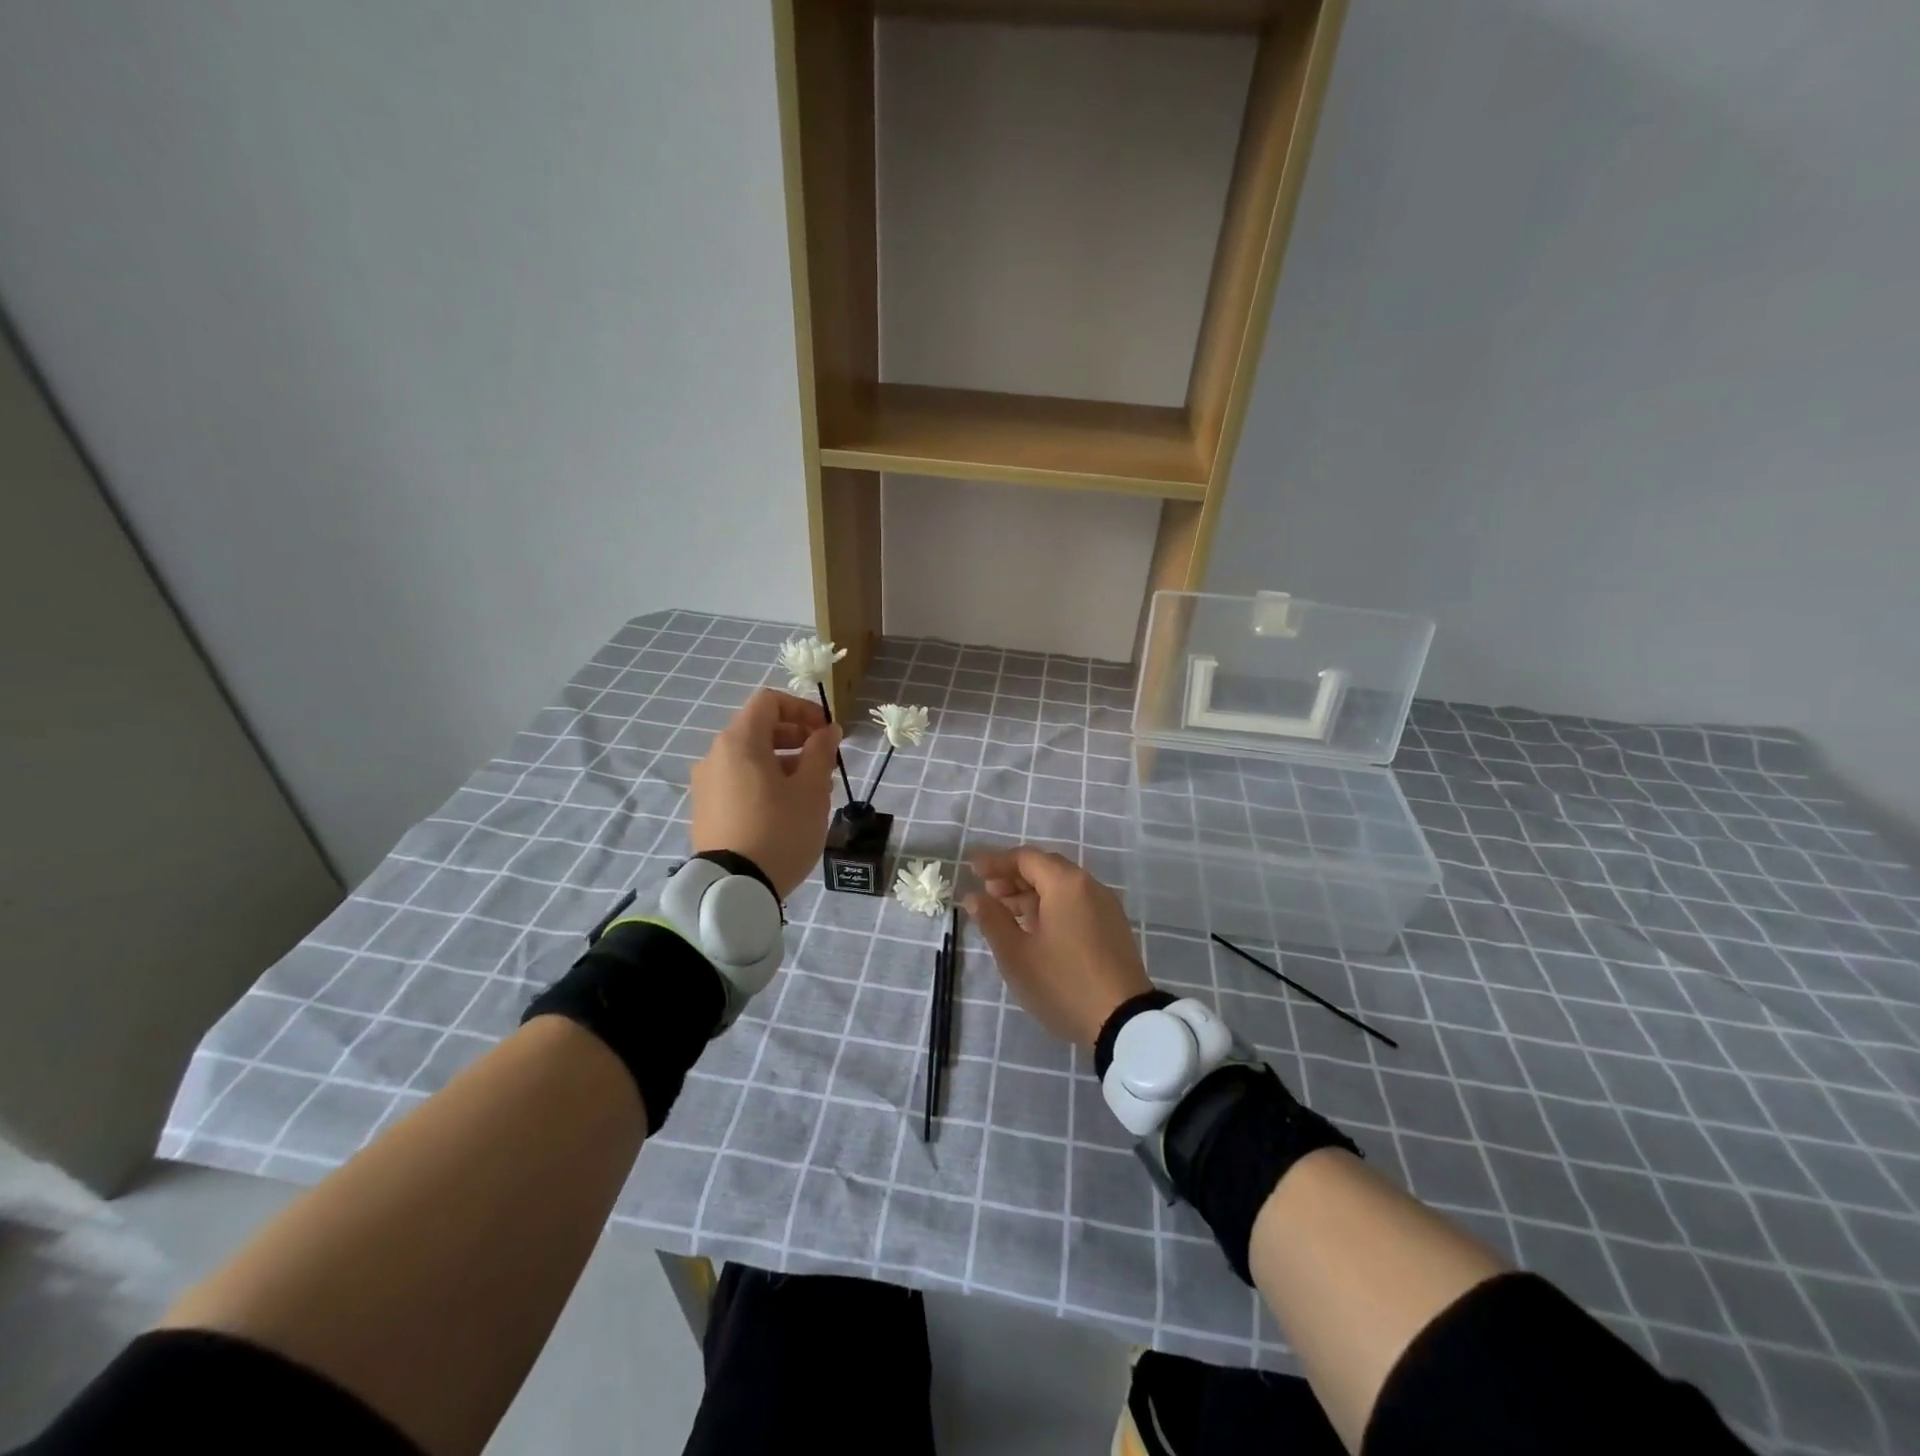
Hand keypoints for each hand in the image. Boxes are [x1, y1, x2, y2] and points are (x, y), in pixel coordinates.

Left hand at [690, 689, 842, 898]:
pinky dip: (765, 782)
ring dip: (784, 763)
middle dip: (797, 738)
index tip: (827, 732)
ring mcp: (706, 784)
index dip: (802, 709)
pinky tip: (787, 810)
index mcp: (739, 741)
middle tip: (826, 761)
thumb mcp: (811, 790)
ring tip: (813, 790)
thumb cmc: (779, 830)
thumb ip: (821, 752)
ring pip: (750, 759)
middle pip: (759, 729)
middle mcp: (715, 755)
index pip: (769, 702)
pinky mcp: (705, 810)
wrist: (733, 889)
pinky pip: (739, 782)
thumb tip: (827, 730)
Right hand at [964, 846, 1152, 1048]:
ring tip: (1005, 915)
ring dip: (1031, 894)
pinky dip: (1051, 907)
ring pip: (1062, 888)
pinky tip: (1034, 930)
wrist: (1124, 1022)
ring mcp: (1105, 907)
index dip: (995, 862)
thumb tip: (974, 896)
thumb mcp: (1017, 954)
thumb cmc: (1063, 983)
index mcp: (1066, 884)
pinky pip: (1076, 904)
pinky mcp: (1113, 927)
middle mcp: (1089, 886)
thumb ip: (992, 919)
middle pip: (1046, 869)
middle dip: (1013, 877)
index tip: (972, 870)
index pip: (1025, 858)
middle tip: (987, 894)